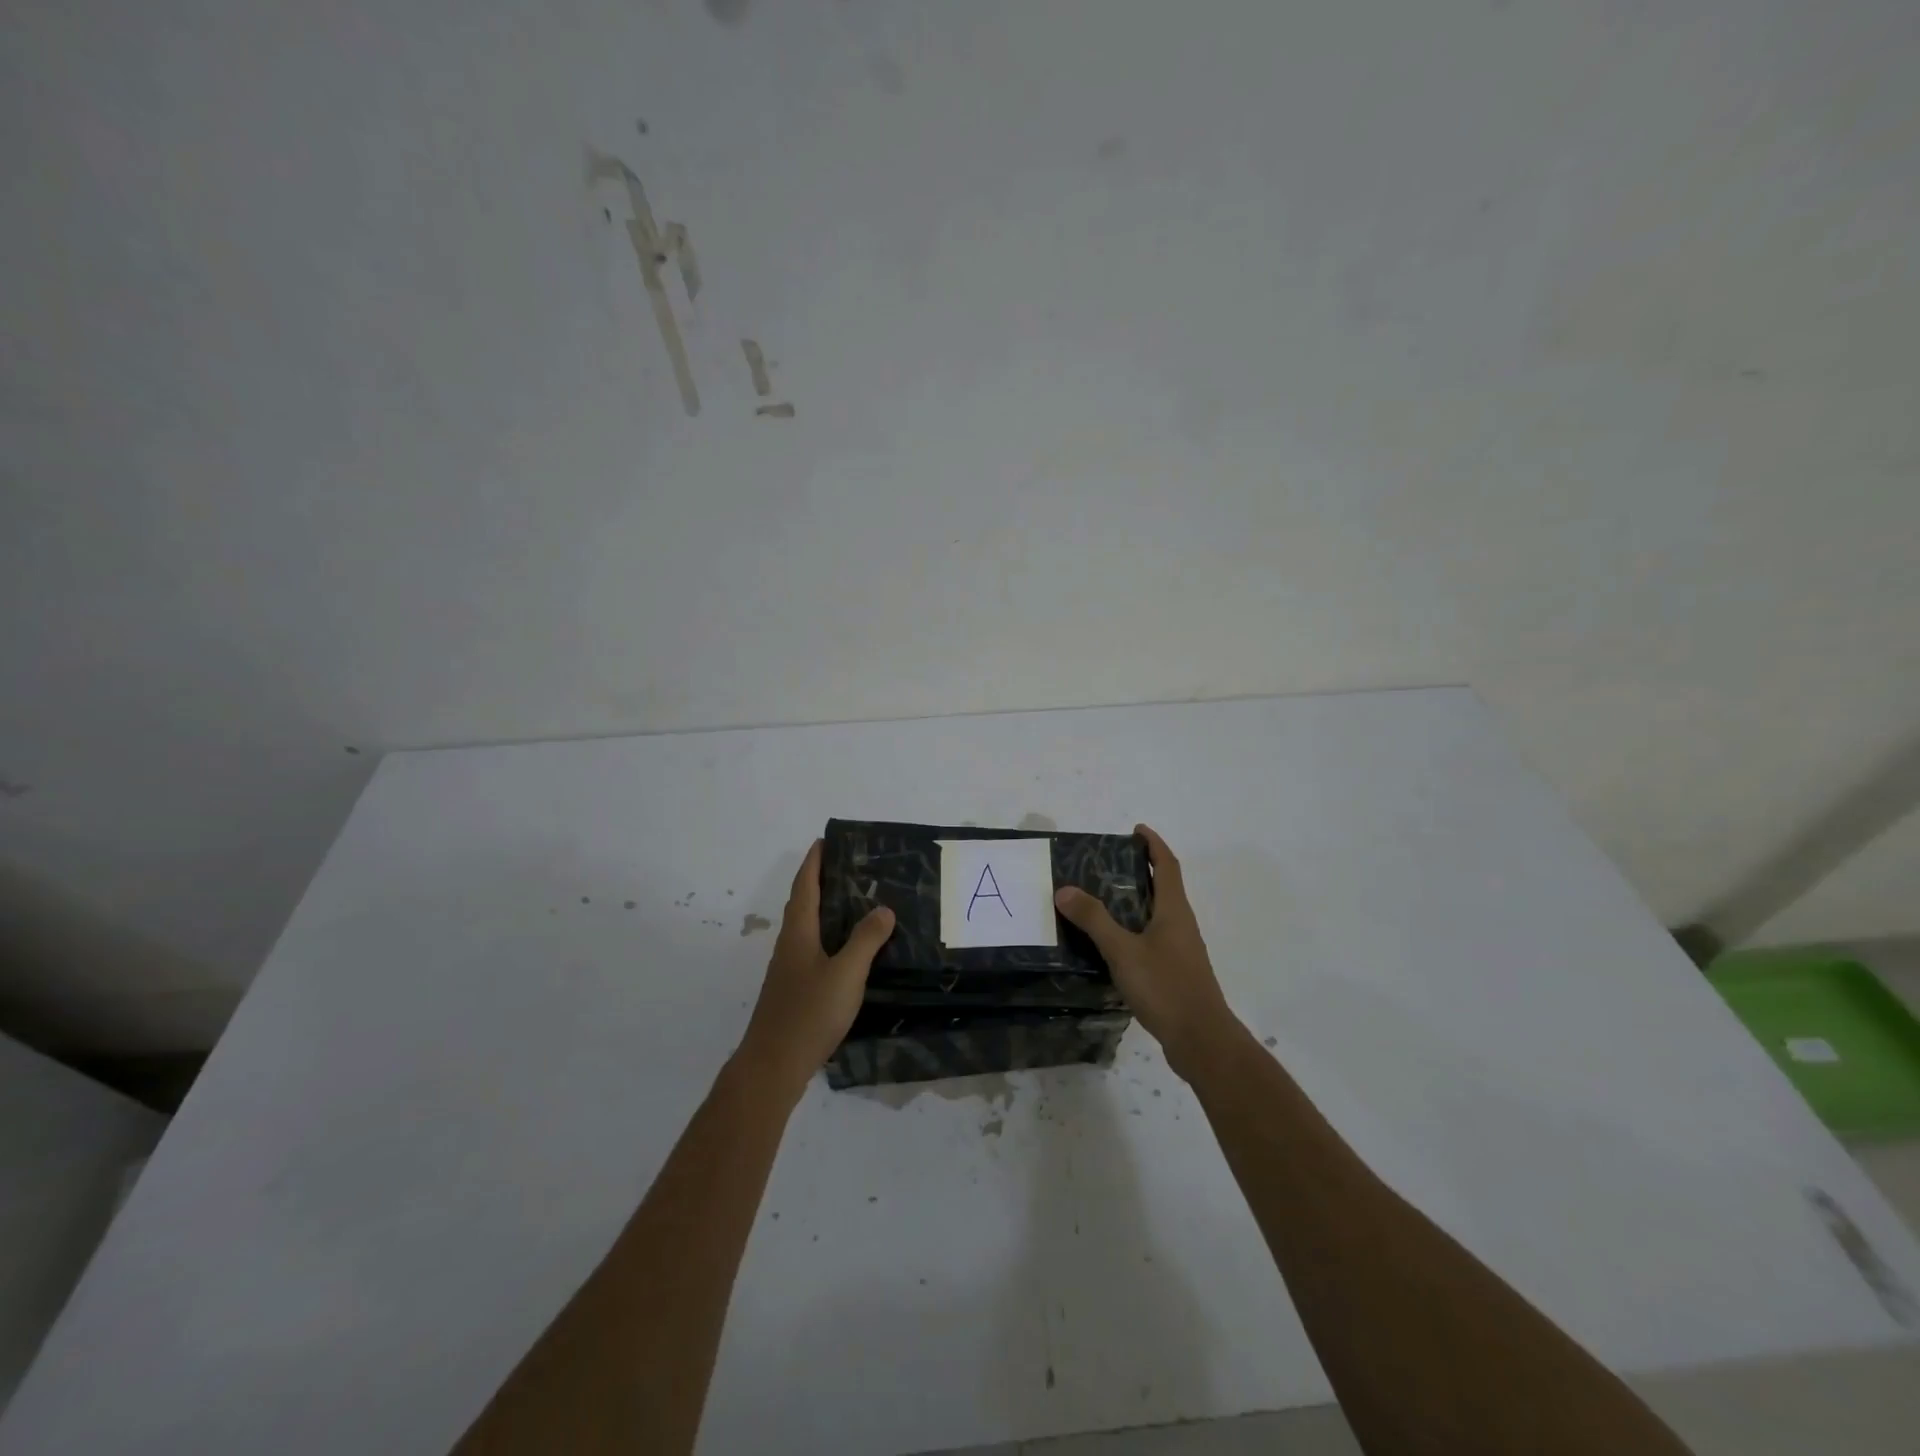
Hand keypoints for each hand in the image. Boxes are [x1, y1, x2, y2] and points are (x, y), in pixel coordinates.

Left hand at [737, 839, 895, 1098]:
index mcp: (799, 933)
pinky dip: (829, 937)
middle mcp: (790, 945)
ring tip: (855, 903)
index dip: (814, 862)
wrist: (773, 1066)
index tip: (825, 840)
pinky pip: (812, 949)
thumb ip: (865, 940)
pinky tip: (847, 951)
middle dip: (821, 881)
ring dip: (825, 910)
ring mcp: (789, 970)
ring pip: (807, 928)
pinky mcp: (793, 990)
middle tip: (850, 868)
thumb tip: (883, 908)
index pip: (805, 886)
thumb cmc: (809, 1013)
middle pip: (803, 903)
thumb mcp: (846, 974)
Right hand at [1054, 824, 1239, 1079]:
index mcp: (1173, 910)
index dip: (1154, 844)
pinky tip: (1114, 944)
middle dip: (1141, 870)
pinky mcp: (1176, 972)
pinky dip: (1135, 928)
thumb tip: (1064, 889)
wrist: (1201, 1040)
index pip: (1167, 866)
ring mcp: (1181, 950)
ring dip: (1137, 901)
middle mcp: (1181, 924)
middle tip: (1108, 864)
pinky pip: (1154, 938)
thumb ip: (1094, 920)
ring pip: (1159, 914)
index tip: (1136, 830)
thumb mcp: (1123, 951)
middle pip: (1164, 887)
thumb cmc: (1165, 987)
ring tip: (1103, 899)